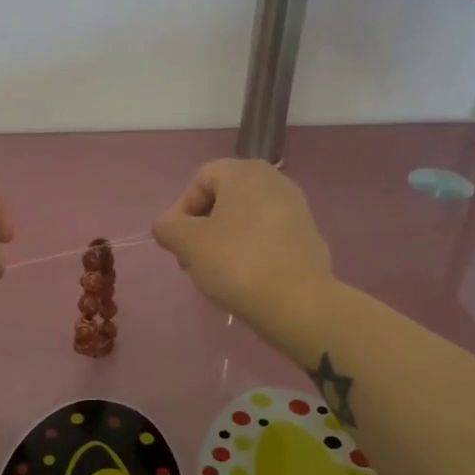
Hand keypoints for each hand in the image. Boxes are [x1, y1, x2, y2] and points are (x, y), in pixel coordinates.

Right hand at [152, 159, 333, 333]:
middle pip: (224, 198)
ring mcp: (296, 208)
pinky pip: (266, 236)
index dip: (181, 210)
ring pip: (245, 219)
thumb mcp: (188, 243)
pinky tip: (244, 279)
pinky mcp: (307, 236)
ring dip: (223, 241)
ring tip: (215, 273)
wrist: (297, 302)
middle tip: (192, 260)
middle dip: (201, 227)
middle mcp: (274, 181)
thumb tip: (167, 227)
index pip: (200, 180)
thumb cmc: (236, 262)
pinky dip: (250, 251)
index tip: (177, 244)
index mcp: (245, 172)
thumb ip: (168, 228)